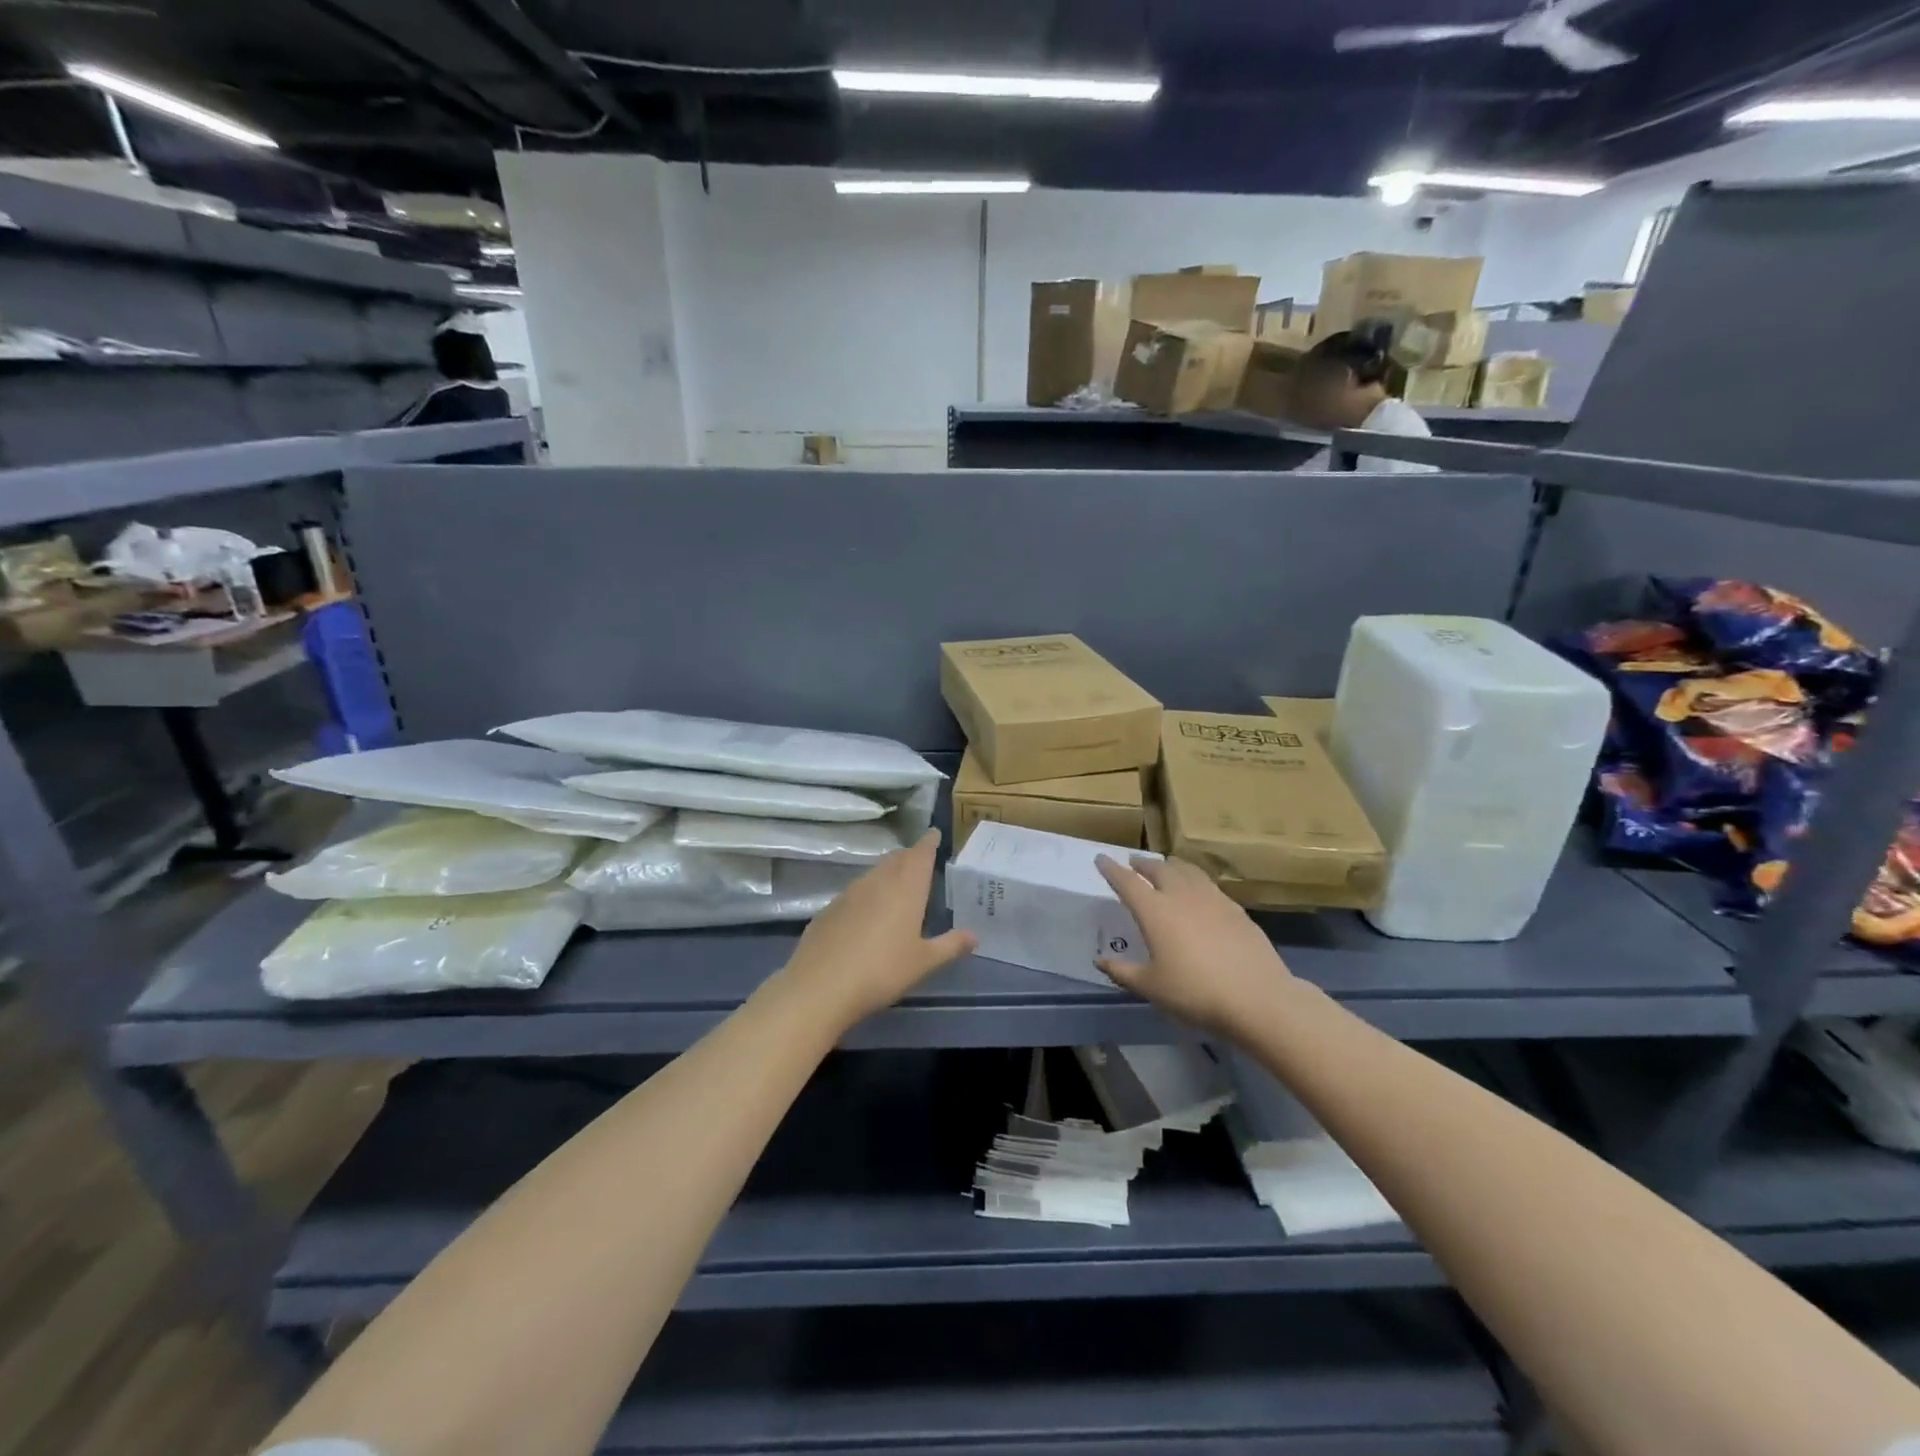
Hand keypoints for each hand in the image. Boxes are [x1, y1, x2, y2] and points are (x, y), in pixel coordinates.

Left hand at [774, 829, 975, 1031]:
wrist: (821, 986)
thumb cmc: (882, 971)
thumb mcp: (923, 962)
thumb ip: (950, 946)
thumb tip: (974, 936)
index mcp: (906, 887)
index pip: (920, 854)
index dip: (929, 842)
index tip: (934, 833)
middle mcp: (878, 881)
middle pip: (896, 859)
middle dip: (910, 857)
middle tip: (921, 861)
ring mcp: (849, 892)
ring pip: (874, 873)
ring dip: (888, 873)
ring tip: (897, 886)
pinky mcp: (829, 908)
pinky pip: (855, 892)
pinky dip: (867, 894)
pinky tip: (867, 914)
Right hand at [1094, 854, 1298, 1035]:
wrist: (1257, 998)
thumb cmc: (1195, 992)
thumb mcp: (1151, 987)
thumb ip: (1123, 972)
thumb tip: (1100, 960)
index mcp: (1155, 911)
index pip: (1127, 882)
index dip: (1111, 869)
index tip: (1101, 858)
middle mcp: (1181, 895)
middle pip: (1158, 869)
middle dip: (1142, 863)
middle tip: (1133, 862)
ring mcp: (1212, 899)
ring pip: (1187, 870)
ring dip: (1171, 865)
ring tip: (1166, 865)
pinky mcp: (1235, 908)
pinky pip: (1208, 884)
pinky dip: (1195, 879)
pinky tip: (1199, 891)